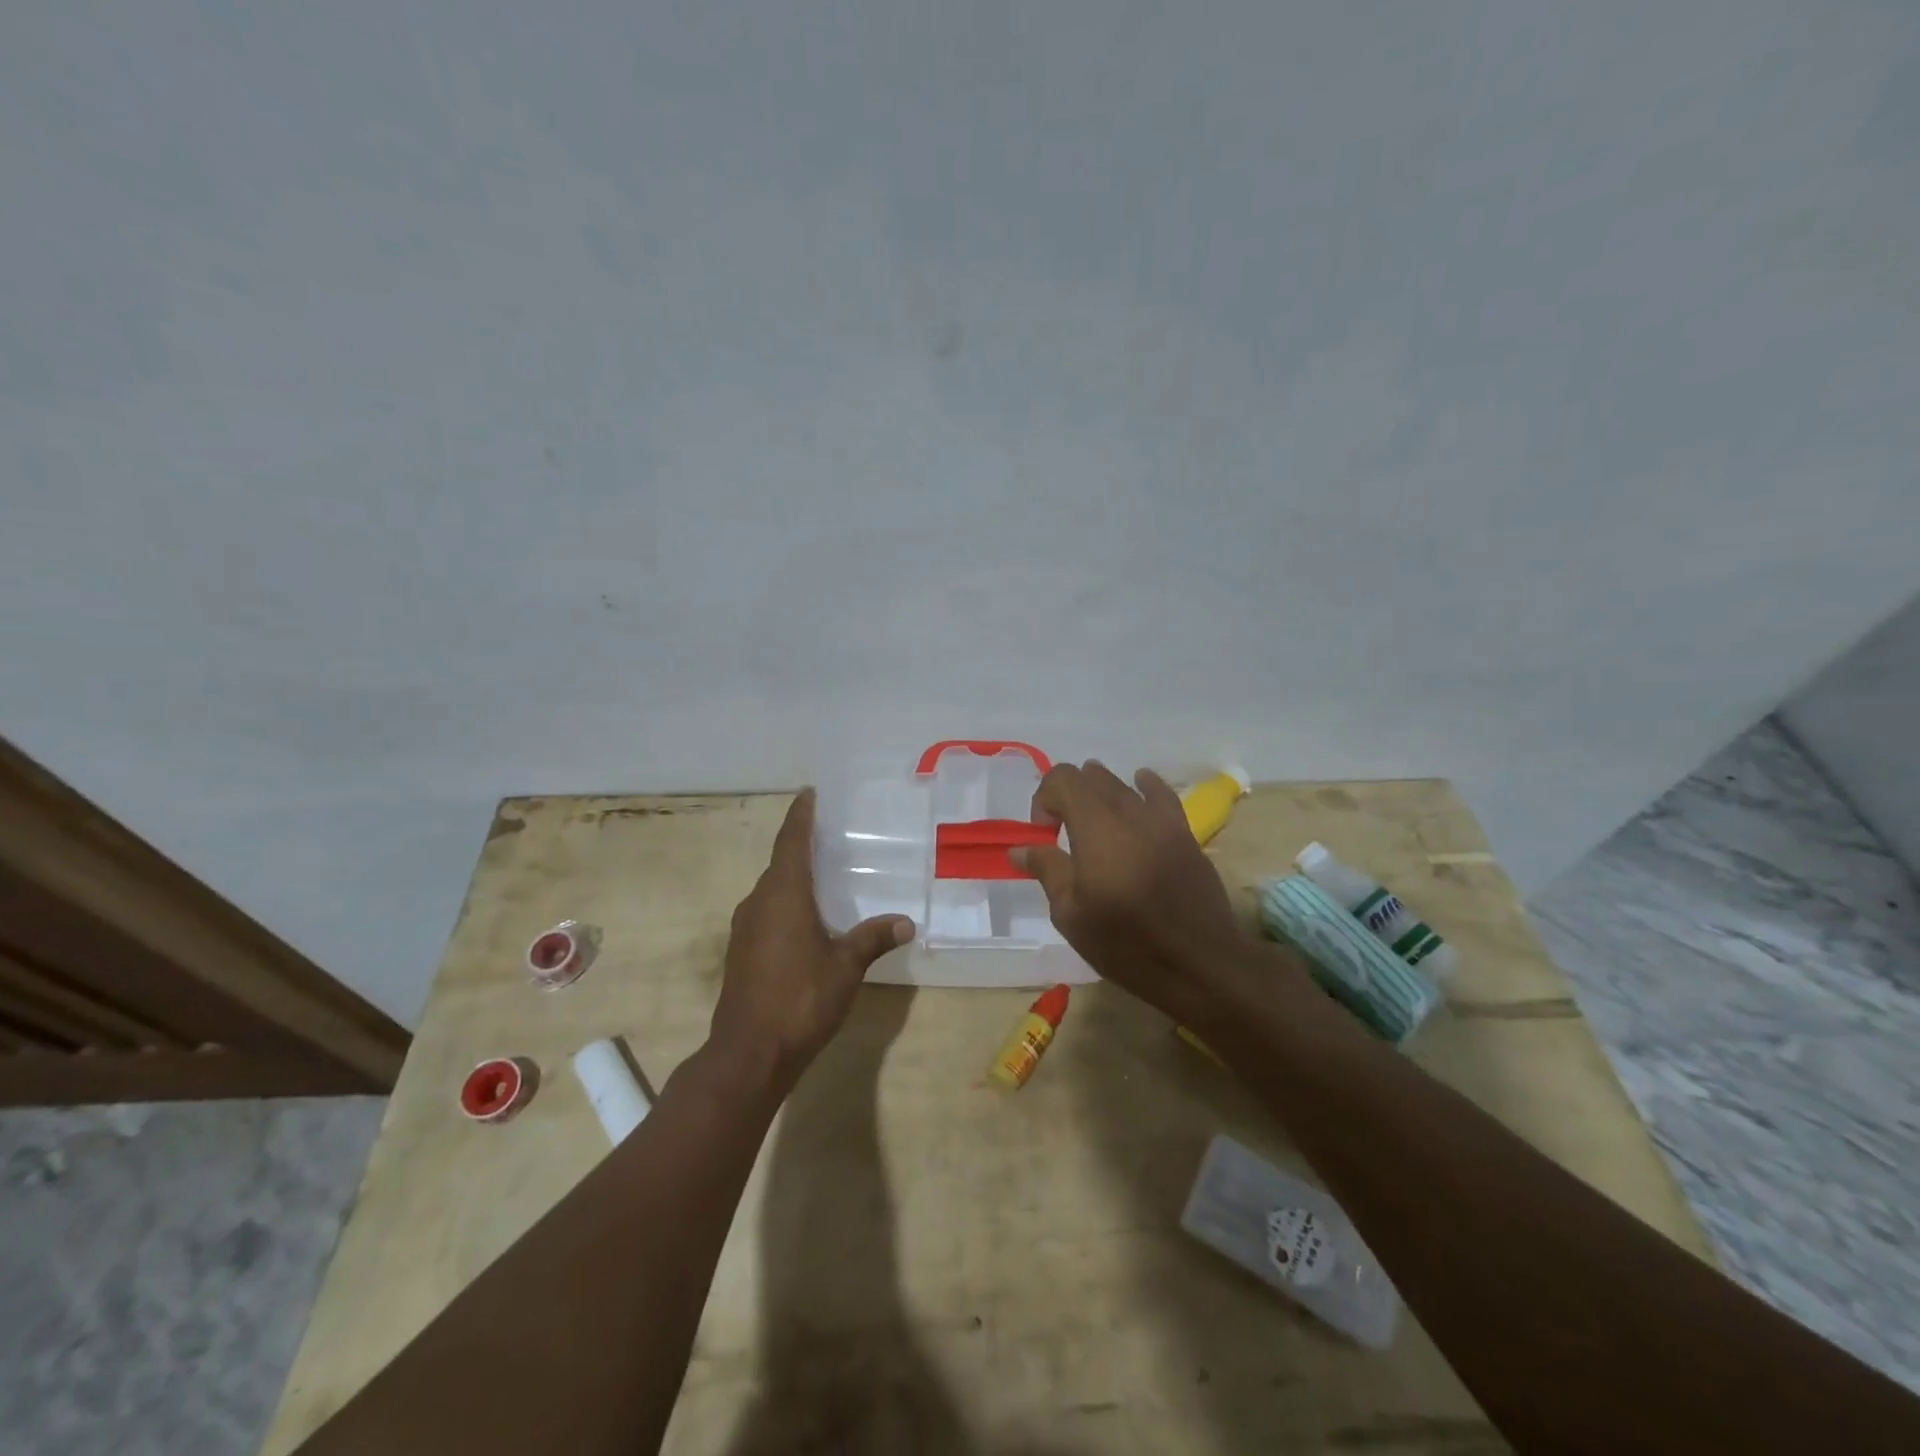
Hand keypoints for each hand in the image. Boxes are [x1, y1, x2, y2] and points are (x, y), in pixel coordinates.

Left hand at [710, 789, 914, 1091]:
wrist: (749, 1053)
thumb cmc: (801, 998)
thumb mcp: (846, 967)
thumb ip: (873, 938)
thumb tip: (906, 922)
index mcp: (784, 894)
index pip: (791, 840)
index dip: (801, 815)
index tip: (808, 793)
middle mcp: (759, 901)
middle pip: (780, 862)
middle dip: (801, 844)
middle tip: (830, 834)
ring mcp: (746, 927)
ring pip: (772, 888)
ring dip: (793, 876)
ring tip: (824, 873)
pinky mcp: (742, 950)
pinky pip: (767, 911)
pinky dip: (786, 902)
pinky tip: (807, 918)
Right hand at [1011, 762, 1248, 1023]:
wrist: (1198, 964)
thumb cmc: (1125, 943)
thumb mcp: (1071, 914)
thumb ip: (1047, 870)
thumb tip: (1020, 849)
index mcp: (1095, 826)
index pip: (1062, 778)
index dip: (1044, 798)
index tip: (1043, 834)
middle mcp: (1128, 810)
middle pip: (1091, 776)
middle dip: (1069, 796)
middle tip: (1064, 832)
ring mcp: (1161, 819)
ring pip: (1123, 783)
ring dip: (1100, 793)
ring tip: (1096, 825)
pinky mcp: (1184, 832)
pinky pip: (1161, 794)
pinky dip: (1143, 787)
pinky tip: (1138, 791)